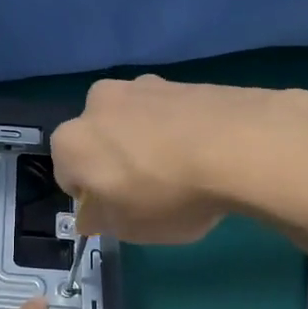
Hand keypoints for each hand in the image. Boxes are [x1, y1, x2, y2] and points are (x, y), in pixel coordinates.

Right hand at [51, 75, 307, 242]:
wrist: (239, 146)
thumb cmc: (167, 195)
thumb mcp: (128, 228)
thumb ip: (101, 220)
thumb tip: (92, 214)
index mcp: (72, 141)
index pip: (68, 175)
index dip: (92, 198)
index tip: (119, 212)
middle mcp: (97, 104)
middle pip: (100, 141)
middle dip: (116, 162)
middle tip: (149, 192)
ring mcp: (141, 86)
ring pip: (134, 123)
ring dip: (146, 143)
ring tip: (184, 172)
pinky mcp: (181, 80)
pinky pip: (169, 113)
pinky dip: (178, 130)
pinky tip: (205, 154)